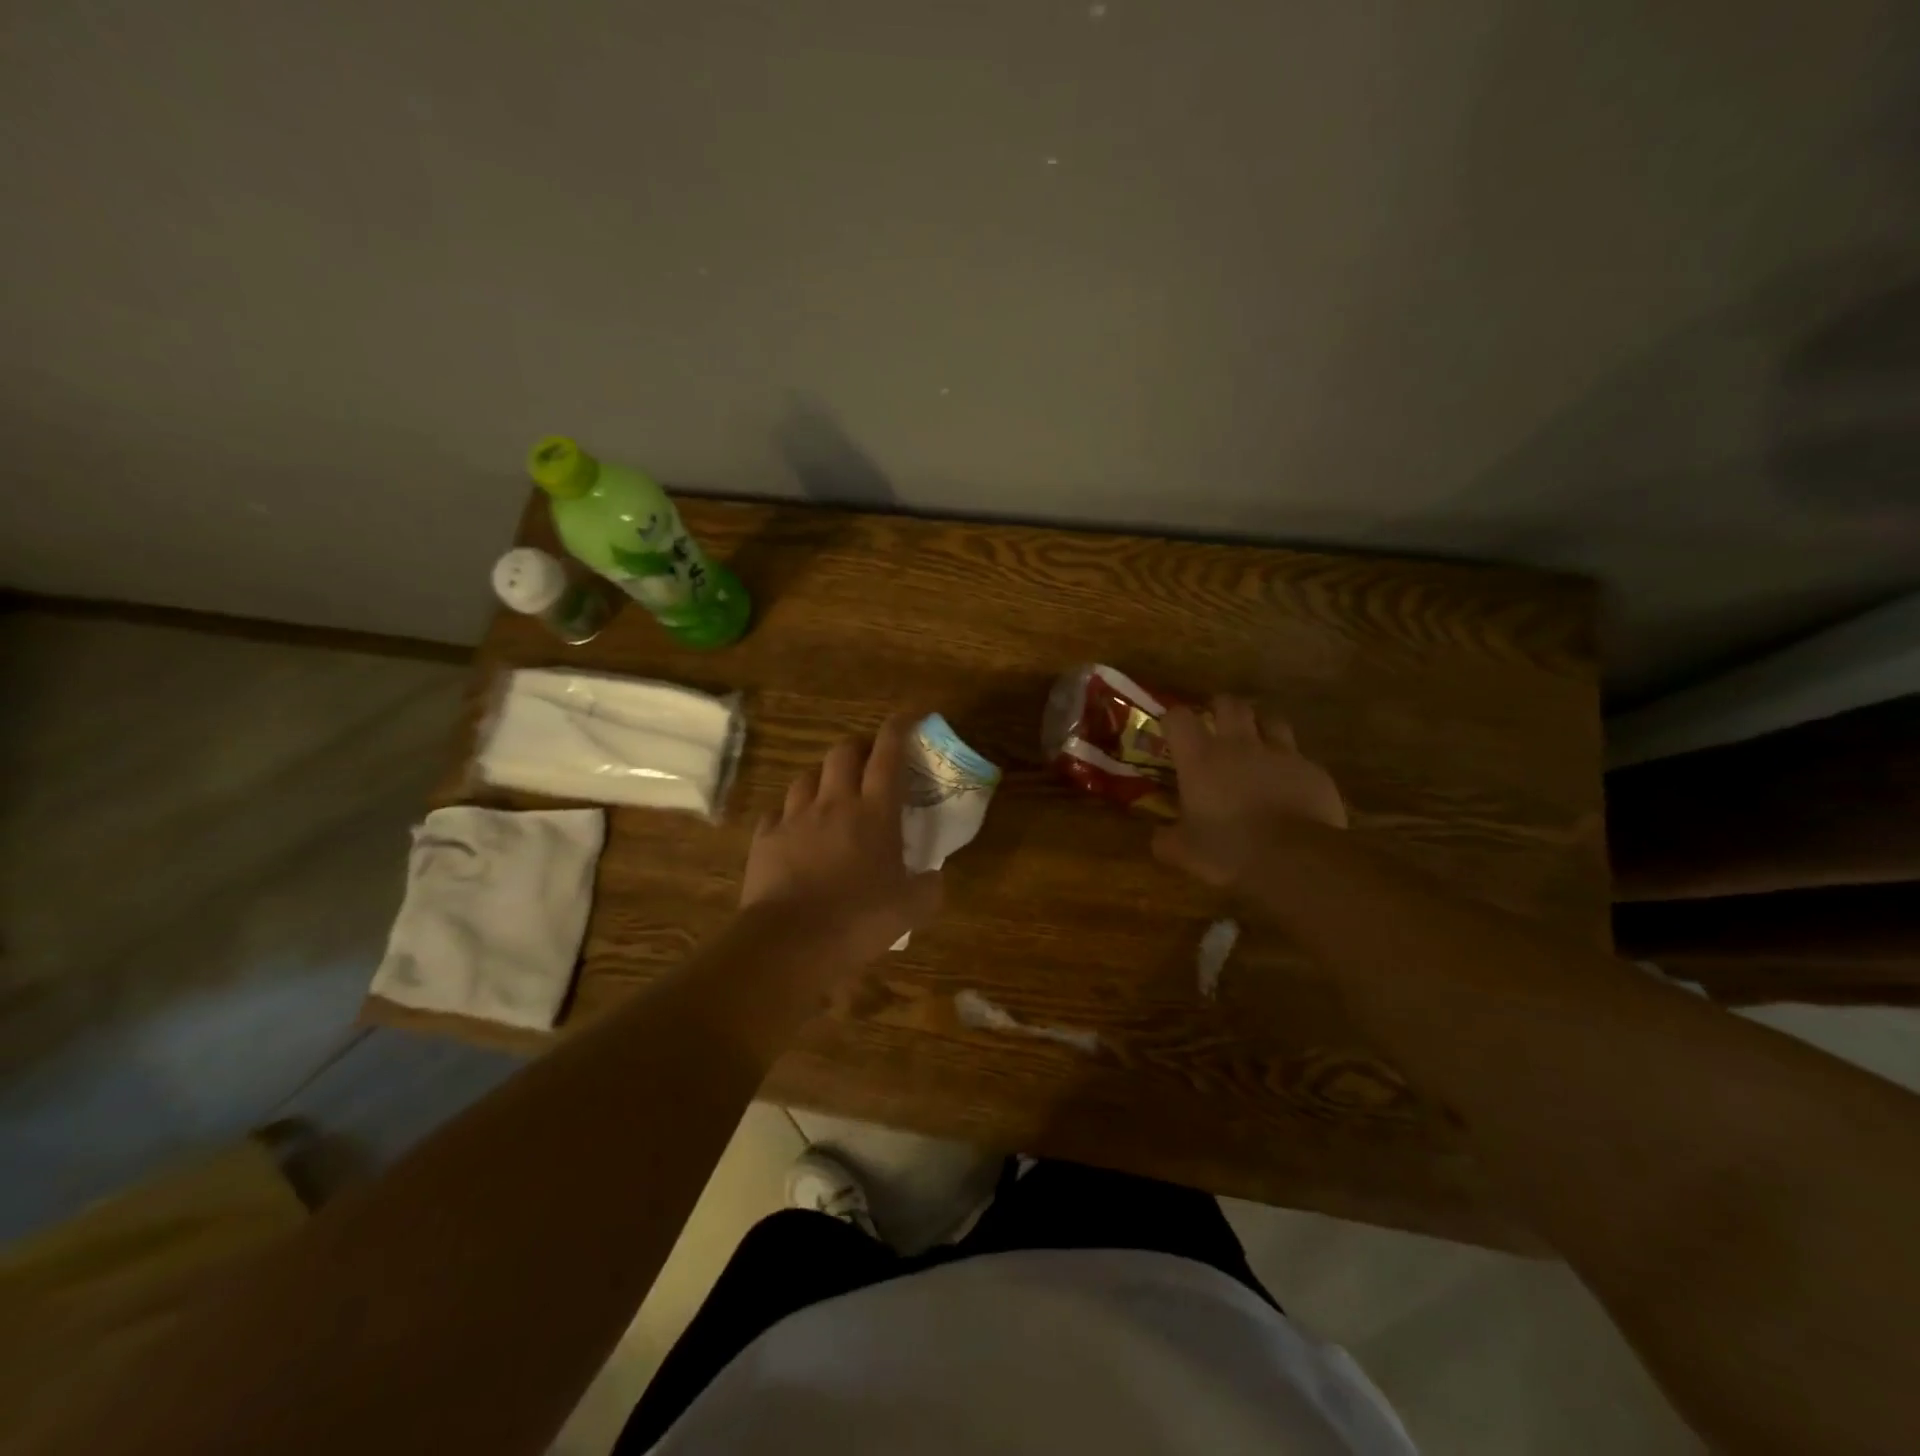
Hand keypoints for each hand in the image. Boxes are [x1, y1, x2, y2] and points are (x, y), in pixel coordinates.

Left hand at [741, 714, 942, 962]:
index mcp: (874, 813)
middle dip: (858, 746)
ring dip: (823, 776)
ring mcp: (794, 818)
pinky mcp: (765, 838)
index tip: (911, 714)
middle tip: (869, 761)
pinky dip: (790, 812)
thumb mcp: (911, 909)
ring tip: (831, 792)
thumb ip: (929, 888)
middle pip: (842, 752)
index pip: (888, 755)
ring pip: (806, 776)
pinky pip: (777, 812)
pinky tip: (795, 828)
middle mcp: (834, 803)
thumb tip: (935, 878)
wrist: (791, 942)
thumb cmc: (859, 920)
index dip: (899, 728)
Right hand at [1153, 695, 1346, 886]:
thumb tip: (1158, 837)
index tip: (1172, 732)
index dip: (1173, 720)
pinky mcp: (1313, 771)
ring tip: (1257, 743)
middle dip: (1220, 708)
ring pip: (1271, 720)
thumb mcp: (1184, 852)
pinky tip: (1290, 785)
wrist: (1294, 859)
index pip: (1179, 717)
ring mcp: (1281, 754)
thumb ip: (1166, 839)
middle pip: (1229, 704)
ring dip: (1261, 726)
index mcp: (1200, 758)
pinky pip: (1300, 757)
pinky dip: (1291, 766)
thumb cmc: (1228, 850)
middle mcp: (1239, 745)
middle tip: (1216, 724)